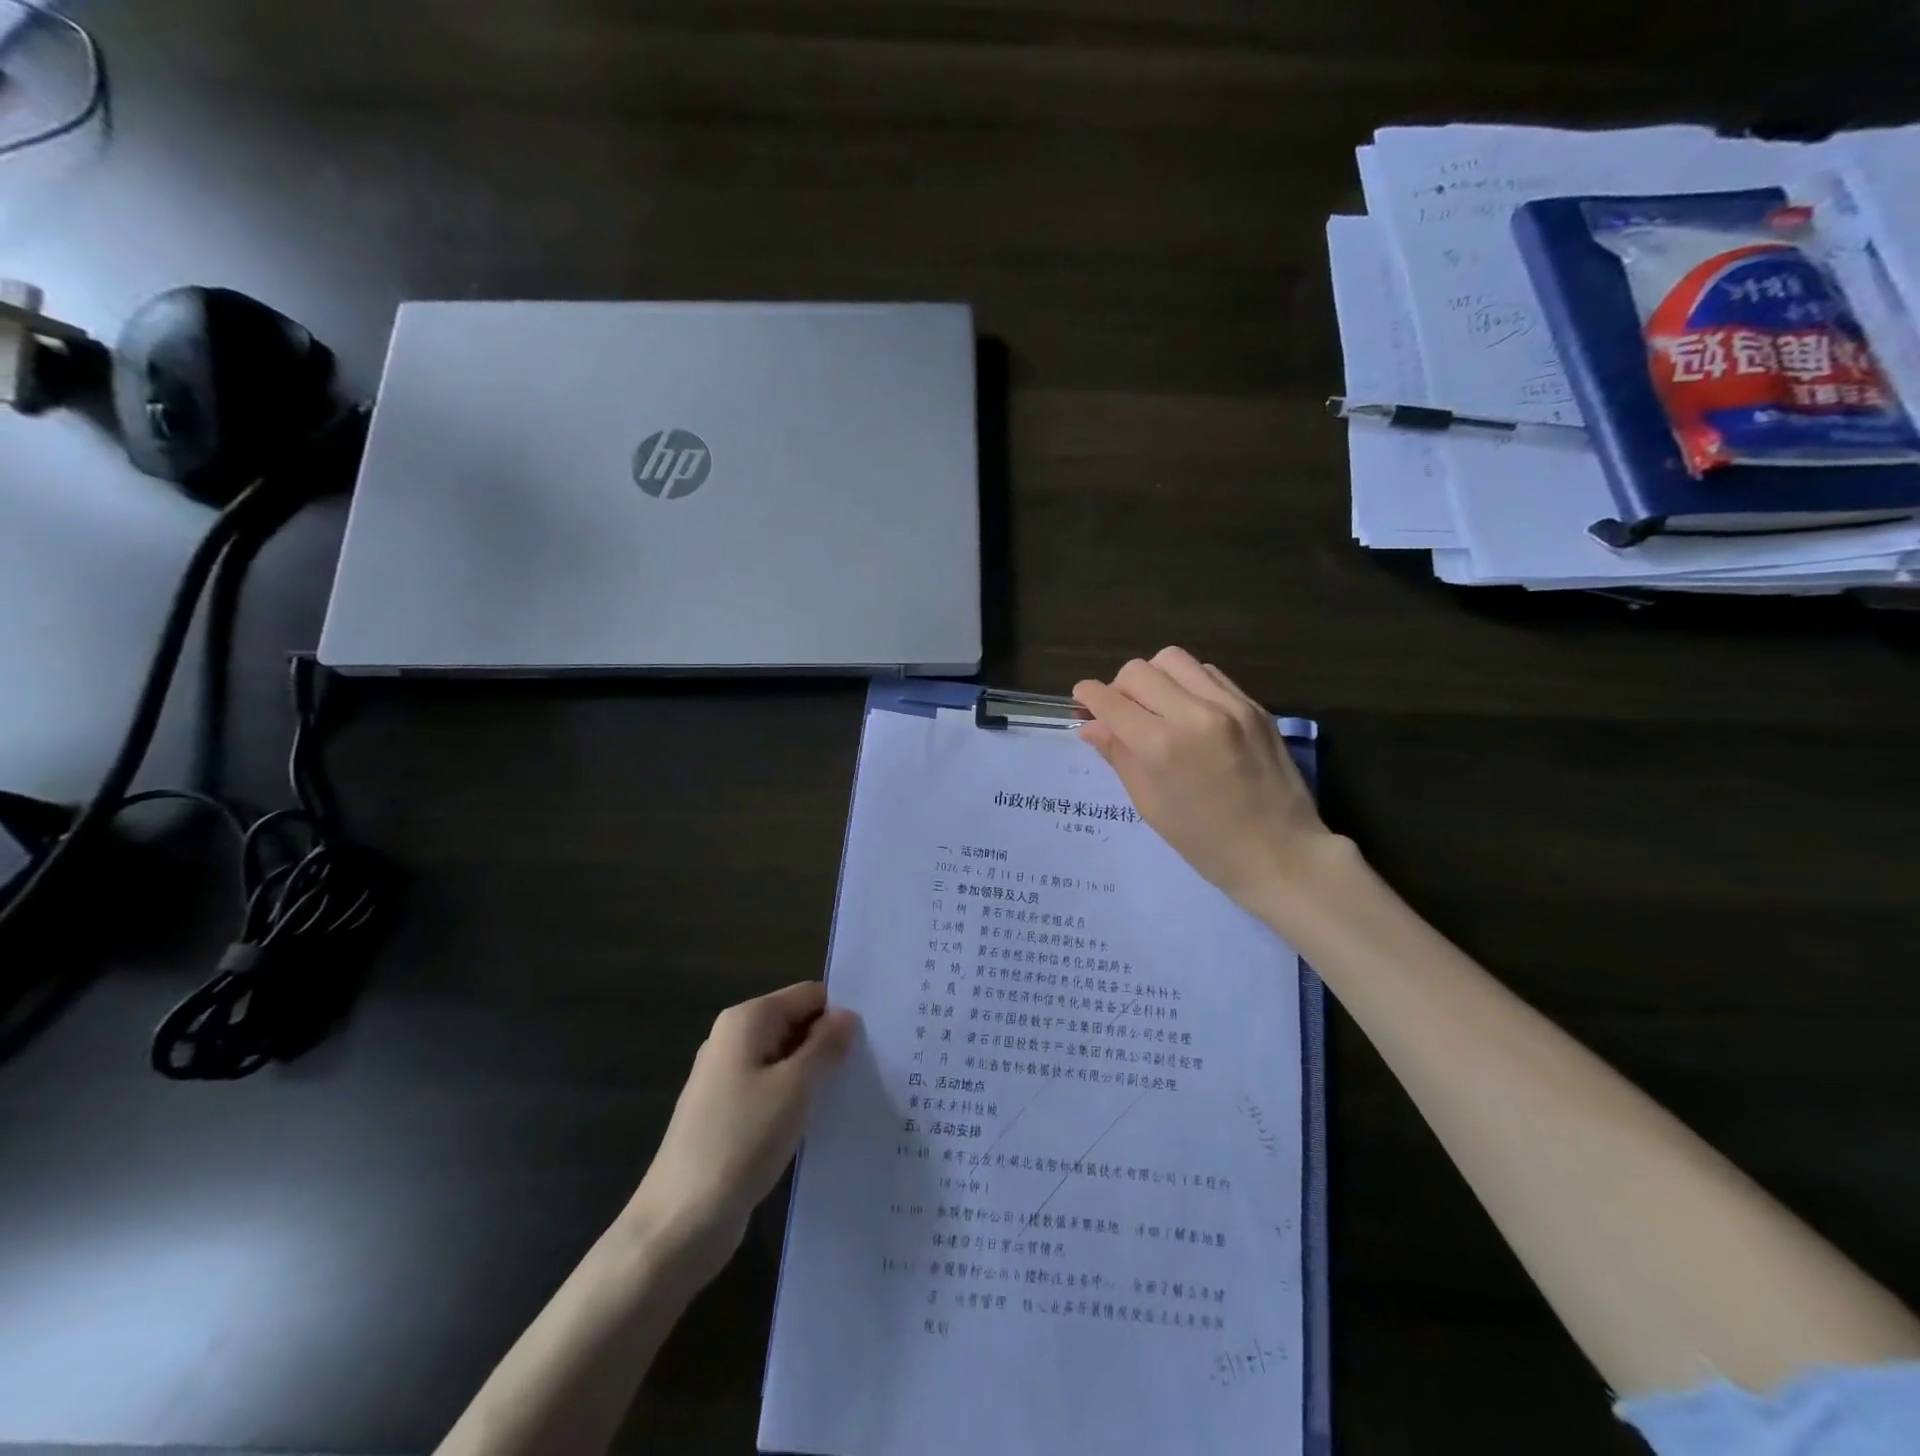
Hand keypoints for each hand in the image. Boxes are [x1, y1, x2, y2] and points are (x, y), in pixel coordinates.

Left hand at [628, 983, 857, 1271]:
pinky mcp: (730, 1114)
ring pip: (788, 1060)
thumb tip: (848, 1016)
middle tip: (876, 1066)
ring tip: (859, 1093)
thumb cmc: (740, 1141)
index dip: (841, 1012)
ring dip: (818, 1075)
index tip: (878, 1037)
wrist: (680, 1223)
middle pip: (797, 1024)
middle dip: (832, 1043)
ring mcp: (729, 1078)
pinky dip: (800, 1100)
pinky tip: (826, 1121)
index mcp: (746, 1020)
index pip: (809, 995)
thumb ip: (826, 1045)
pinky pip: (775, 1091)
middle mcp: (734, 1039)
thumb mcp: (795, 1088)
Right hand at [1074, 647, 1333, 909]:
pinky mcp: (1255, 706)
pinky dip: (1188, 682)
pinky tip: (1189, 710)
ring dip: (1154, 678)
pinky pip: (1209, 673)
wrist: (1281, 853)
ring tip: (1156, 706)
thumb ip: (1120, 757)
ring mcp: (1230, 705)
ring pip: (1174, 659)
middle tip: (1120, 713)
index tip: (1081, 700)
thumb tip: (1091, 726)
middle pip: (1138, 670)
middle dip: (1119, 687)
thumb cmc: (1206, 843)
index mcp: (1161, 747)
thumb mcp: (1151, 806)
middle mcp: (1193, 714)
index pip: (1110, 701)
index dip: (1088, 696)